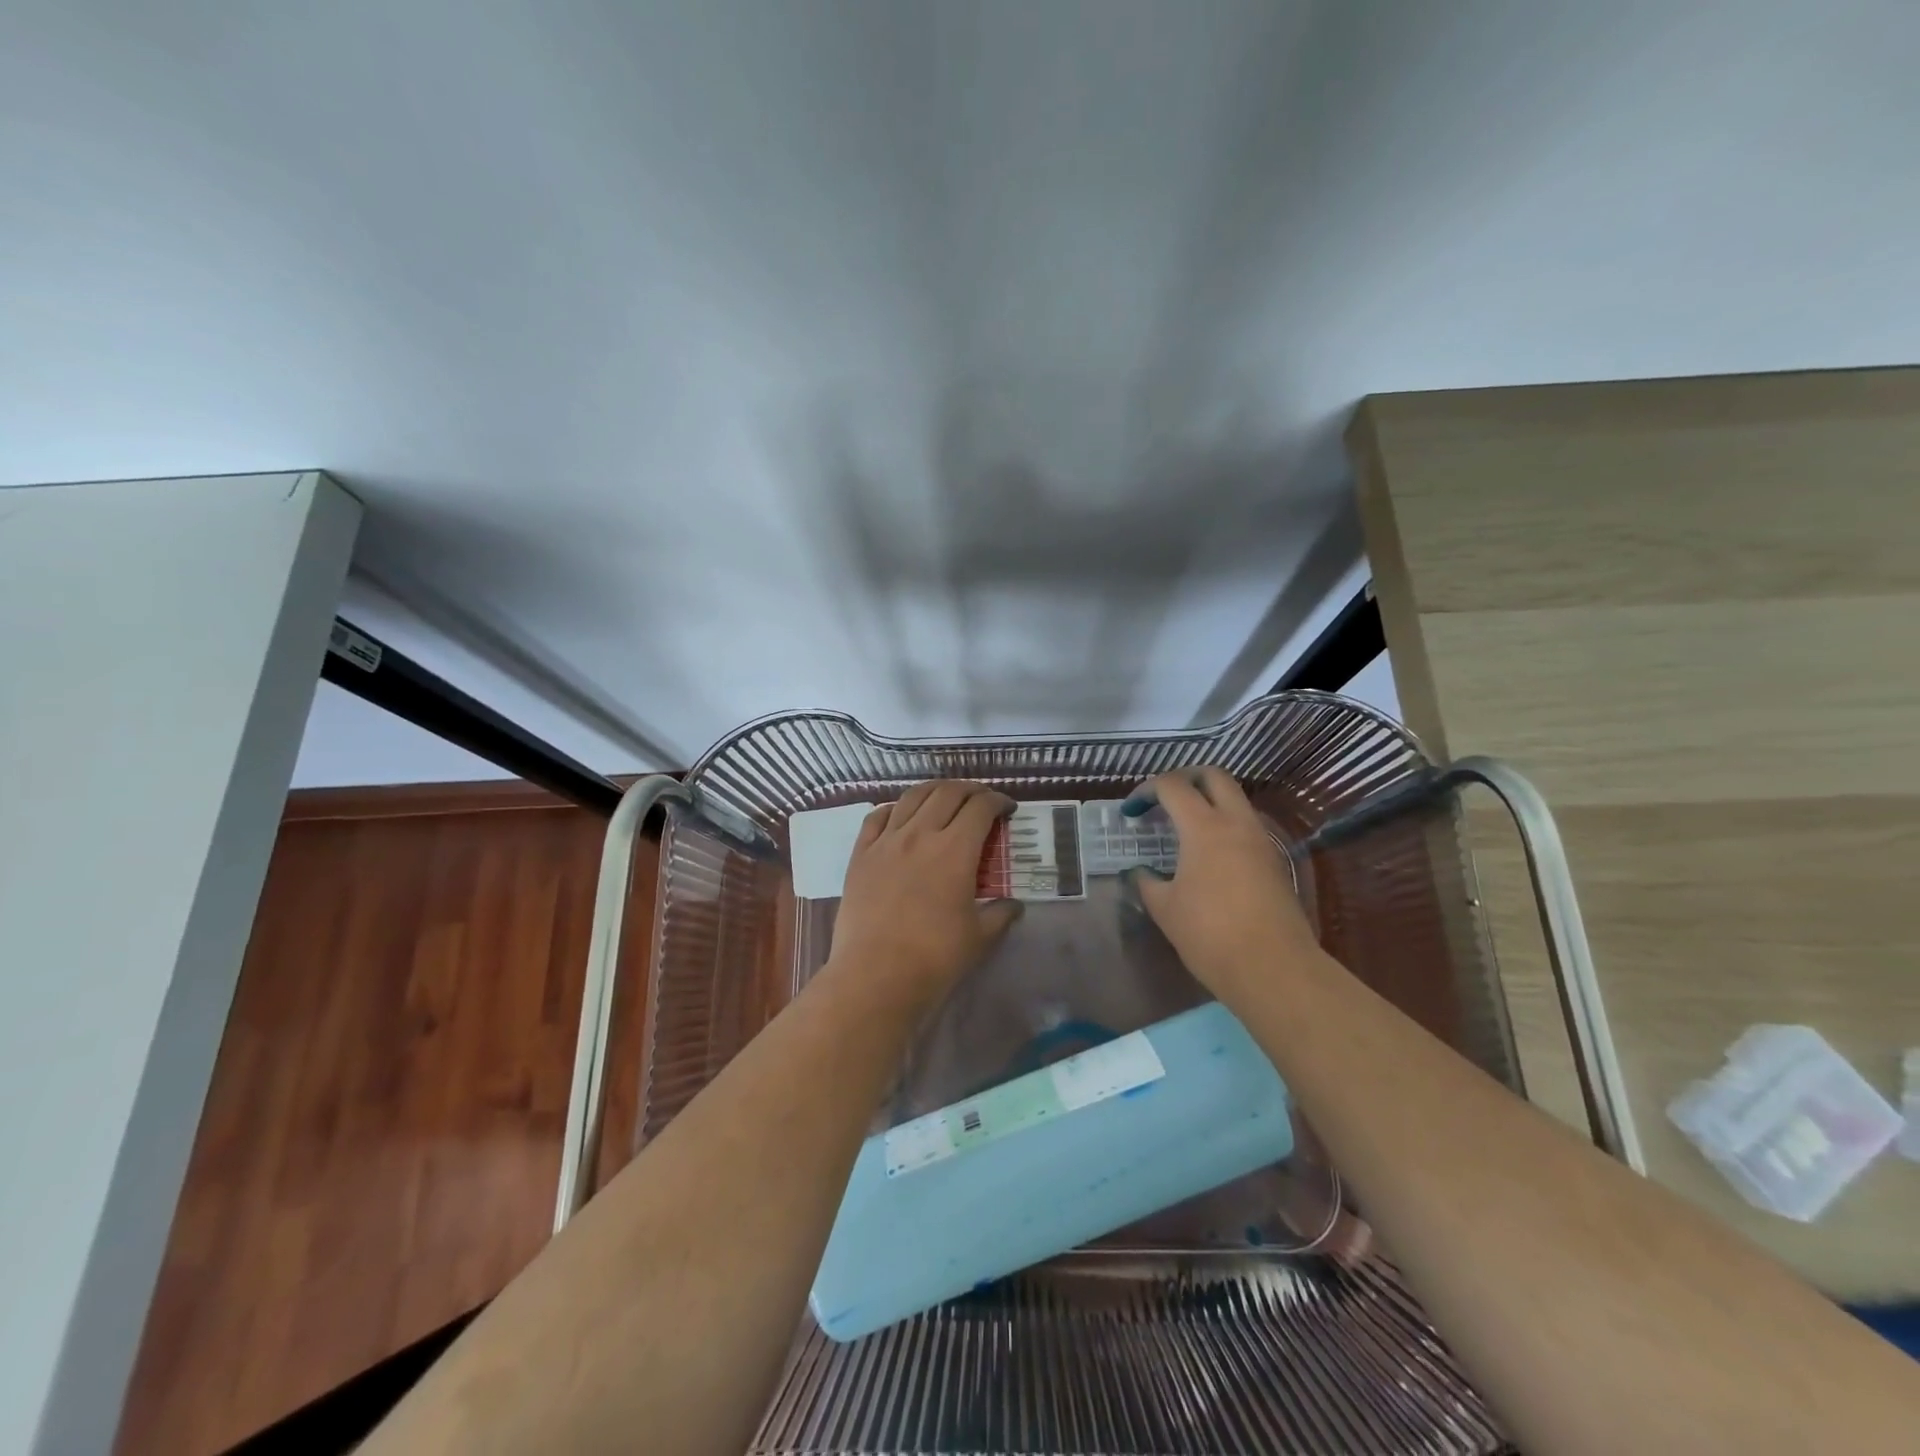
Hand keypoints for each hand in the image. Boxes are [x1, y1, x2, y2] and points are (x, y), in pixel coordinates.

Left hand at [828, 781, 1023, 1004]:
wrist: (875, 975)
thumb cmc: (934, 957)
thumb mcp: (980, 937)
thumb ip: (1000, 914)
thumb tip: (1014, 905)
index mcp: (955, 850)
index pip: (980, 808)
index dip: (998, 801)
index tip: (1007, 808)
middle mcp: (920, 834)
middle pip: (947, 793)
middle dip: (970, 790)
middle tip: (981, 800)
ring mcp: (886, 842)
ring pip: (912, 797)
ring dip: (934, 790)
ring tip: (945, 797)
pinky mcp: (860, 855)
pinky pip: (876, 817)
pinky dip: (893, 807)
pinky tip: (900, 814)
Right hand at [1123, 767, 1320, 997]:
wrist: (1274, 969)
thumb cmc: (1210, 935)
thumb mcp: (1165, 909)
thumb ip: (1147, 882)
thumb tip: (1141, 872)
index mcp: (1204, 827)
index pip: (1172, 786)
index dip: (1146, 791)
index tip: (1131, 811)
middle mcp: (1237, 823)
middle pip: (1214, 776)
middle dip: (1185, 778)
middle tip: (1163, 798)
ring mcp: (1261, 840)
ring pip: (1236, 799)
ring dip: (1209, 801)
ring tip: (1184, 827)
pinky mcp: (1275, 861)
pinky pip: (1247, 825)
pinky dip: (1225, 825)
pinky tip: (1209, 854)